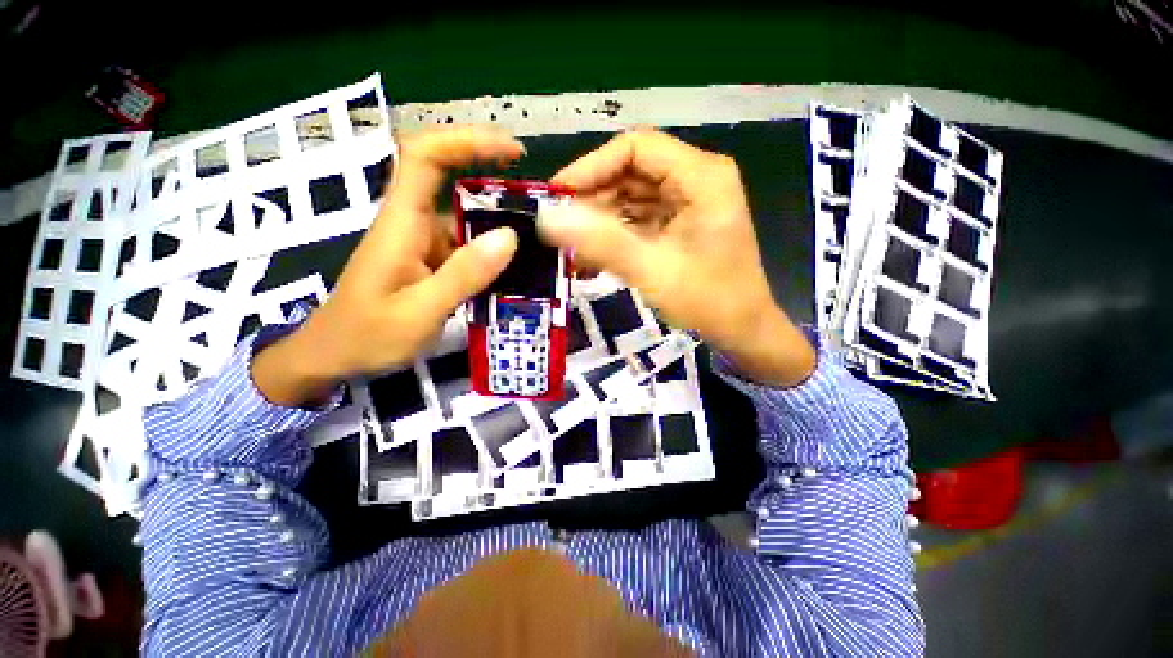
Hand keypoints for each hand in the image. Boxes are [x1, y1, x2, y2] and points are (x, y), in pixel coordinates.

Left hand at [253, 127, 523, 406]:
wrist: (332, 357)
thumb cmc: (366, 336)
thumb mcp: (419, 311)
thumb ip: (463, 275)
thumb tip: (509, 236)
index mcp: (402, 223)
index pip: (426, 158)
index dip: (467, 142)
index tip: (512, 151)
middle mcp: (413, 223)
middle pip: (452, 182)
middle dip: (497, 183)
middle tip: (542, 207)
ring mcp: (423, 243)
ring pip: (466, 220)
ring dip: (501, 226)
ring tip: (540, 245)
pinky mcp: (431, 262)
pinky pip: (467, 247)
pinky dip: (493, 253)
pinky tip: (517, 271)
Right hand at [539, 129, 814, 386]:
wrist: (743, 332)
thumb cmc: (708, 301)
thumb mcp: (652, 271)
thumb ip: (601, 242)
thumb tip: (547, 217)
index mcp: (701, 176)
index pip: (635, 148)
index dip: (592, 167)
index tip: (558, 195)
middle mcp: (696, 179)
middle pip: (632, 172)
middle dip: (593, 198)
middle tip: (561, 228)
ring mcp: (689, 202)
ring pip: (632, 196)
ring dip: (601, 220)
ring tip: (572, 247)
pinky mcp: (681, 224)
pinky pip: (640, 218)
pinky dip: (615, 235)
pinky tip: (594, 257)